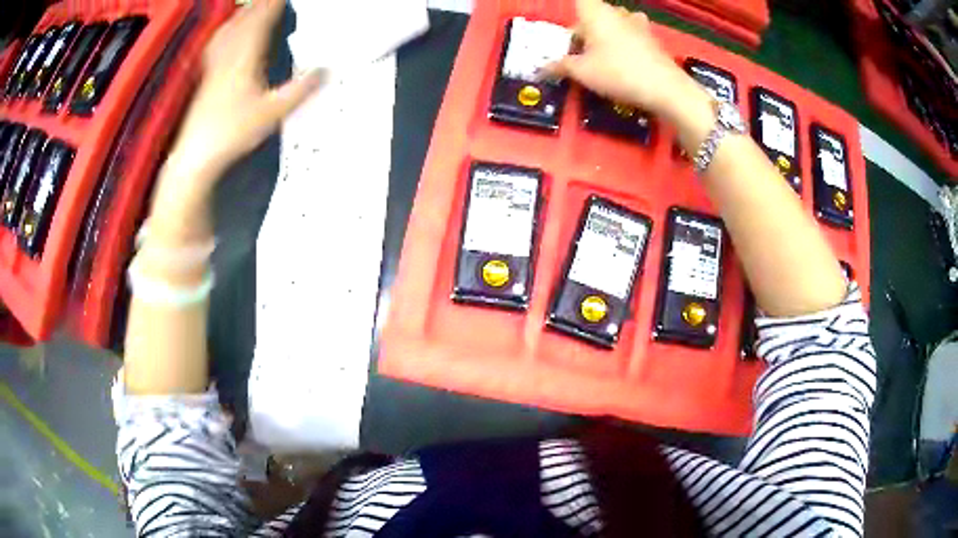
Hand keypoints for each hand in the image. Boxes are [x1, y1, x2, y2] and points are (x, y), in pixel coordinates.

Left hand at [165, 0, 323, 189]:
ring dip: (243, 13)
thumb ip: (300, 90)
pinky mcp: (207, 77)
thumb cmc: (233, 132)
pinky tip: (226, 32)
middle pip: (245, 20)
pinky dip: (225, 31)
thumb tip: (325, 71)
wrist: (197, 154)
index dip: (274, 4)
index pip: (262, 21)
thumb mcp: (272, 113)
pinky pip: (216, 45)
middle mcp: (229, 56)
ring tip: (253, 6)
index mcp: (246, 58)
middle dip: (260, 4)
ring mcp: (215, 66)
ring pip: (229, 29)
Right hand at [544, 0, 706, 119]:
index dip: (571, 16)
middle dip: (584, 29)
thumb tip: (540, 68)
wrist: (665, 88)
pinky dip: (623, 43)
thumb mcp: (582, 72)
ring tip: (600, 56)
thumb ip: (560, 66)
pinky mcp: (652, 37)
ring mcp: (637, 23)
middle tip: (578, 53)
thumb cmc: (617, 73)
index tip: (568, 38)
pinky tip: (622, 61)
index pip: (578, 2)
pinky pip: (630, 33)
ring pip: (614, 22)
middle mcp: (616, 11)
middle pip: (593, 13)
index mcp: (595, 12)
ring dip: (605, 35)